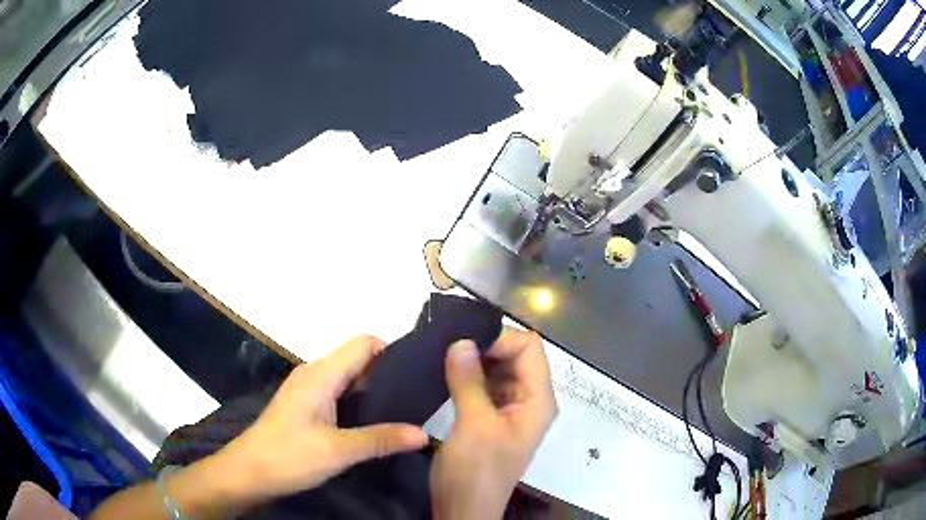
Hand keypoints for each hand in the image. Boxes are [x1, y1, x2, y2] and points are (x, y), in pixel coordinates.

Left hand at [218, 335, 428, 501]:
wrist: (248, 472)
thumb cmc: (289, 456)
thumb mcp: (338, 451)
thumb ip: (381, 439)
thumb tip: (424, 433)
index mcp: (321, 374)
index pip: (364, 343)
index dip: (392, 351)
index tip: (419, 372)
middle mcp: (314, 374)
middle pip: (358, 359)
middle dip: (388, 373)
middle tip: (419, 397)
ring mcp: (307, 390)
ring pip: (349, 378)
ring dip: (374, 390)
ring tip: (404, 411)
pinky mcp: (305, 406)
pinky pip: (339, 393)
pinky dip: (359, 402)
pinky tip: (374, 423)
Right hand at [430, 327, 556, 519]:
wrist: (463, 509)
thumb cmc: (476, 471)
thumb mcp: (474, 426)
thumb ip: (469, 382)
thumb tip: (461, 341)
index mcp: (537, 400)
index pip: (530, 348)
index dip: (501, 340)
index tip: (465, 344)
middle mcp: (529, 400)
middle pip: (516, 356)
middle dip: (485, 347)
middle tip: (448, 346)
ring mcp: (510, 409)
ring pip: (498, 369)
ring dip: (474, 360)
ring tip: (443, 356)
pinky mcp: (490, 417)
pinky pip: (484, 385)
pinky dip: (468, 375)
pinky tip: (446, 373)